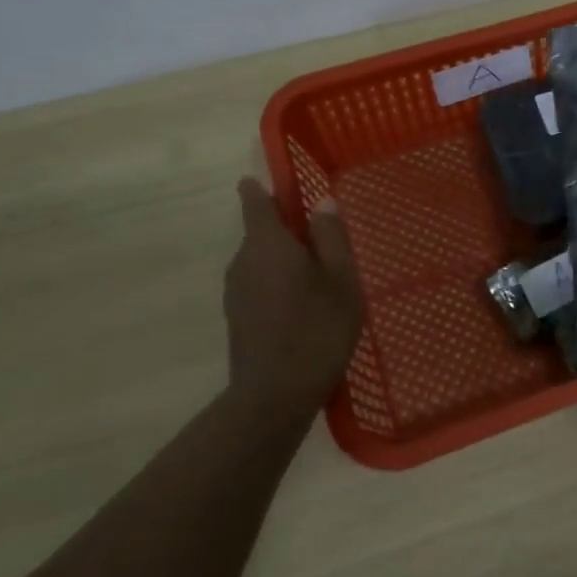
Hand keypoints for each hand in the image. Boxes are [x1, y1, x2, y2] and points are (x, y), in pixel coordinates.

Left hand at [224, 178, 362, 412]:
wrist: (275, 395)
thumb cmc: (317, 329)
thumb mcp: (341, 279)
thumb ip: (332, 237)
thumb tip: (323, 201)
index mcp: (267, 244)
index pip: (255, 202)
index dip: (262, 188)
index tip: (272, 181)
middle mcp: (243, 261)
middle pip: (261, 232)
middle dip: (287, 230)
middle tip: (324, 240)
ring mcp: (236, 291)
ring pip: (261, 261)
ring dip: (285, 260)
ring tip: (321, 277)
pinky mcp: (237, 317)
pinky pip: (259, 284)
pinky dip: (279, 284)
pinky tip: (305, 306)